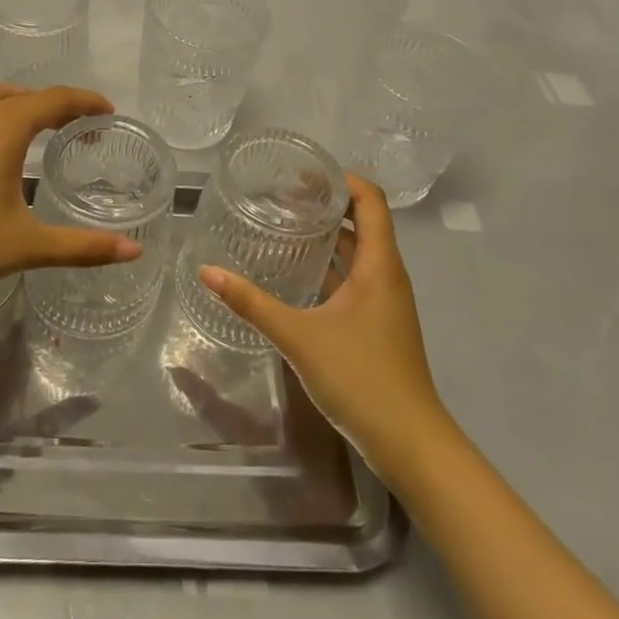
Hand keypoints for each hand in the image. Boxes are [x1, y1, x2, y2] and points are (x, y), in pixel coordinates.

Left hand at [0, 66, 139, 299]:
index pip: (57, 101)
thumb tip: (135, 251)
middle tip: (69, 128)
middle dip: (52, 105)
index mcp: (8, 130)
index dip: (85, 102)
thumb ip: (84, 246)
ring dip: (12, 98)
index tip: (106, 112)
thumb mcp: (28, 245)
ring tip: (27, 112)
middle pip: (23, 96)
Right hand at [198, 174, 446, 471]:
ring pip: (358, 251)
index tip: (301, 173)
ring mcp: (385, 300)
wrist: (411, 445)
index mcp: (379, 265)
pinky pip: (354, 277)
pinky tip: (296, 273)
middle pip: (363, 220)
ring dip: (327, 234)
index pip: (369, 199)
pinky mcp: (378, 323)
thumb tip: (207, 270)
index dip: (340, 178)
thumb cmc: (362, 379)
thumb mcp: (299, 337)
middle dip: (325, 202)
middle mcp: (387, 274)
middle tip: (279, 195)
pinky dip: (329, 264)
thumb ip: (252, 303)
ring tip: (283, 225)